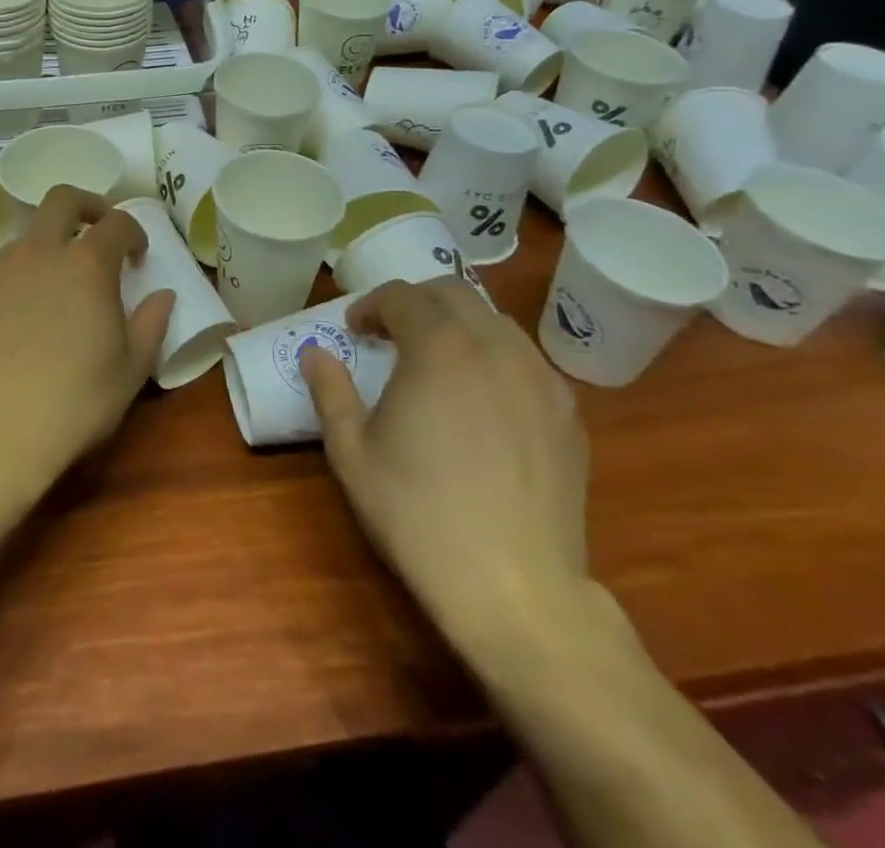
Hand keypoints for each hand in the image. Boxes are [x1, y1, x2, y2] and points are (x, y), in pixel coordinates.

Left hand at [0, 186, 174, 498]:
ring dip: (40, 256)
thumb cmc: (76, 403)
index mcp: (86, 264)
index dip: (132, 232)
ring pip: (20, 243)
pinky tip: (3, 327)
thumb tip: (163, 296)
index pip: (116, 223)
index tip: (137, 254)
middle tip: (93, 227)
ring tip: (43, 297)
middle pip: (61, 200)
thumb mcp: (131, 369)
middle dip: (84, 205)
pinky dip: (3, 289)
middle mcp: (36, 251)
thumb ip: (151, 323)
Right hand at [304, 279, 591, 660]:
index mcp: (439, 348)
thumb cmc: (419, 515)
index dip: (371, 305)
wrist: (516, 590)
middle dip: (415, 303)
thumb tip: (314, 353)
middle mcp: (495, 347)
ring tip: (436, 363)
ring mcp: (541, 379)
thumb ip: (329, 391)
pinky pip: (526, 361)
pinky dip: (495, 359)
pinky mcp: (569, 414)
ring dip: (458, 326)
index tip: (353, 331)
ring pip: (495, 322)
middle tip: (390, 336)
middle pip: (453, 294)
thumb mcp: (351, 453)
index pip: (402, 296)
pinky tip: (482, 400)